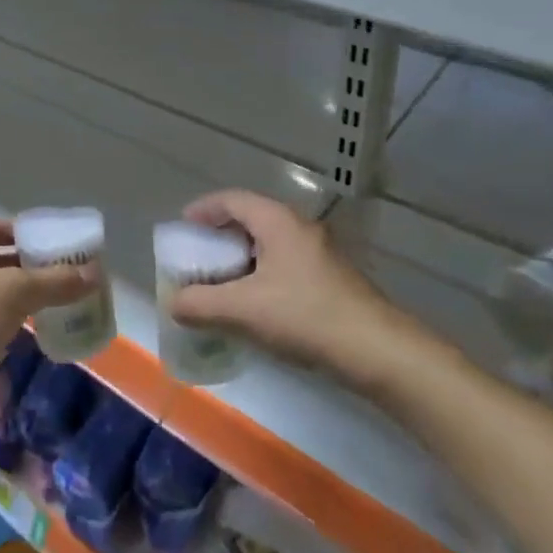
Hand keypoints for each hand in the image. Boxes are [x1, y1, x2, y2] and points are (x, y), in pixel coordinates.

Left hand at [0, 218, 96, 424]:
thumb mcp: (15, 292)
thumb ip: (54, 282)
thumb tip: (94, 273)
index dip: (19, 229)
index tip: (49, 241)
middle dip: (27, 266)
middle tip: (61, 274)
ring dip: (20, 297)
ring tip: (53, 303)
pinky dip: (9, 324)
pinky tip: (30, 334)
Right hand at [167, 190, 446, 397]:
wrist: (379, 352)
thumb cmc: (306, 316)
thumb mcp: (244, 310)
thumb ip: (200, 304)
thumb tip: (173, 303)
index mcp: (277, 221)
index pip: (231, 200)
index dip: (202, 209)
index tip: (182, 228)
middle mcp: (299, 228)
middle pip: (249, 220)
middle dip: (219, 238)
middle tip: (197, 259)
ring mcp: (319, 253)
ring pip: (268, 245)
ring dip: (240, 260)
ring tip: (220, 284)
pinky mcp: (330, 279)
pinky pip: (284, 265)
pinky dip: (260, 276)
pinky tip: (254, 306)